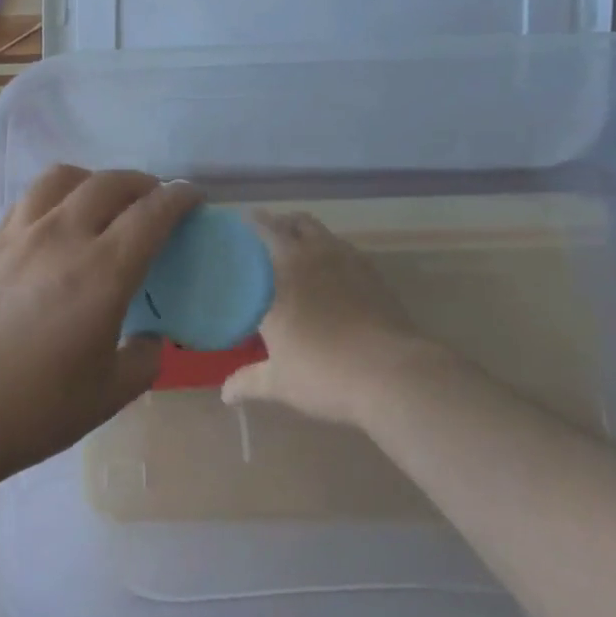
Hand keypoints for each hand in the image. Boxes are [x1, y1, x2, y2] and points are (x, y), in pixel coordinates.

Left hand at [0, 165, 200, 487]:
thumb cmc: (36, 409)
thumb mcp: (110, 393)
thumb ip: (145, 358)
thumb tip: (153, 336)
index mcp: (103, 272)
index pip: (152, 213)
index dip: (179, 197)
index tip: (194, 197)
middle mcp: (65, 237)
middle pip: (112, 183)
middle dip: (144, 183)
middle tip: (157, 201)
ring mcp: (24, 233)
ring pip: (67, 177)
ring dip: (97, 179)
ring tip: (106, 201)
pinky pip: (33, 196)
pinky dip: (58, 193)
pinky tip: (60, 218)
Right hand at [222, 210, 417, 427]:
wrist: (390, 372)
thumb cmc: (324, 373)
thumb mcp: (280, 383)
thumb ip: (249, 382)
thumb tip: (225, 394)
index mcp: (279, 275)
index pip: (261, 233)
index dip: (251, 223)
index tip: (242, 223)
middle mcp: (308, 257)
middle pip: (291, 222)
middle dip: (277, 222)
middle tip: (266, 235)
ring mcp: (343, 259)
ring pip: (318, 229)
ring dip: (303, 230)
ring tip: (296, 247)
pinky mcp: (370, 270)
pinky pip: (342, 246)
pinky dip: (329, 248)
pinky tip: (330, 270)